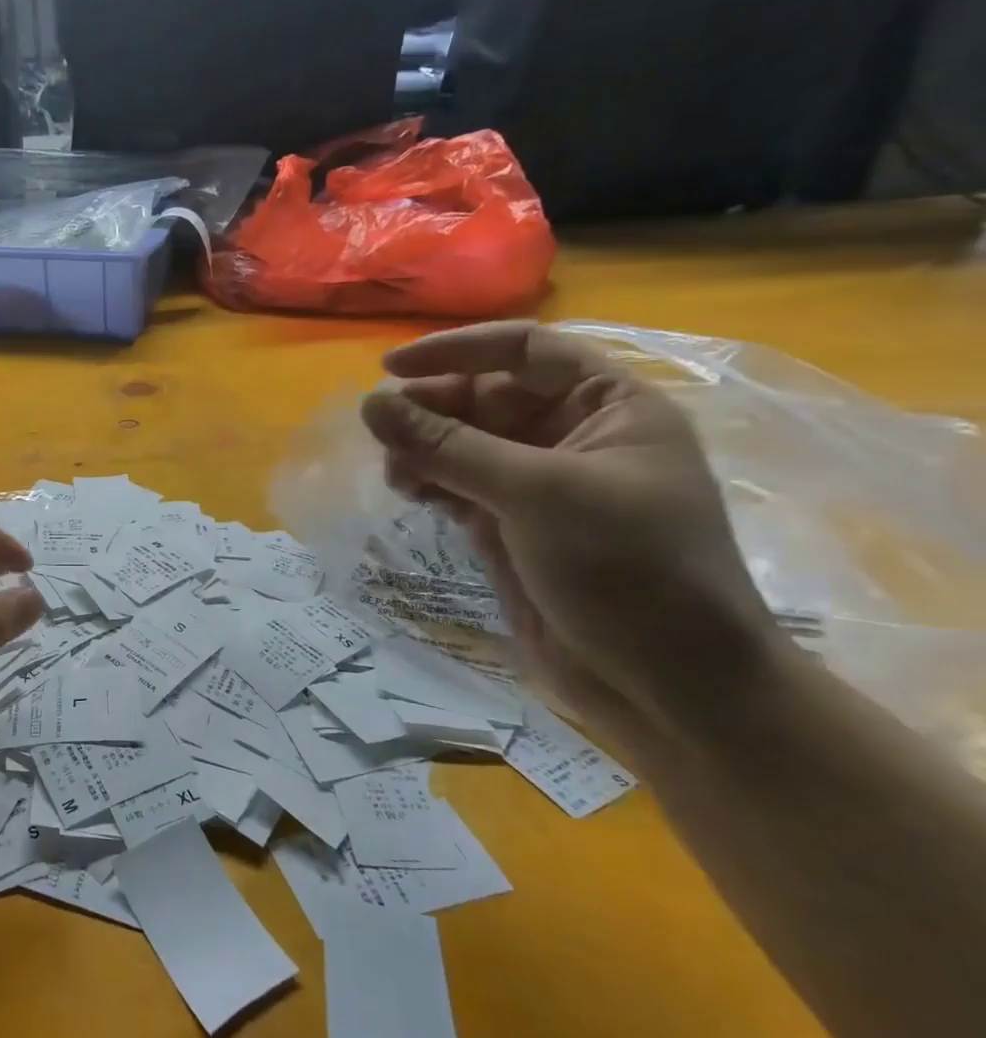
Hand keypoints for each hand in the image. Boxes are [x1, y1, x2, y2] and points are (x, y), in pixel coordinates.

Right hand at [360, 321, 783, 742]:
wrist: (667, 687)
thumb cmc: (627, 570)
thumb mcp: (537, 494)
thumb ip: (448, 445)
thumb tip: (370, 402)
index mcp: (609, 408)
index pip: (525, 350)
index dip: (457, 350)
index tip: (390, 366)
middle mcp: (573, 437)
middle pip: (485, 397)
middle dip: (432, 409)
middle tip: (382, 430)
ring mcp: (540, 485)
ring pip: (463, 443)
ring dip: (423, 449)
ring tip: (395, 472)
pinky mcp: (512, 527)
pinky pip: (458, 485)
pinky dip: (429, 483)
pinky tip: (408, 493)